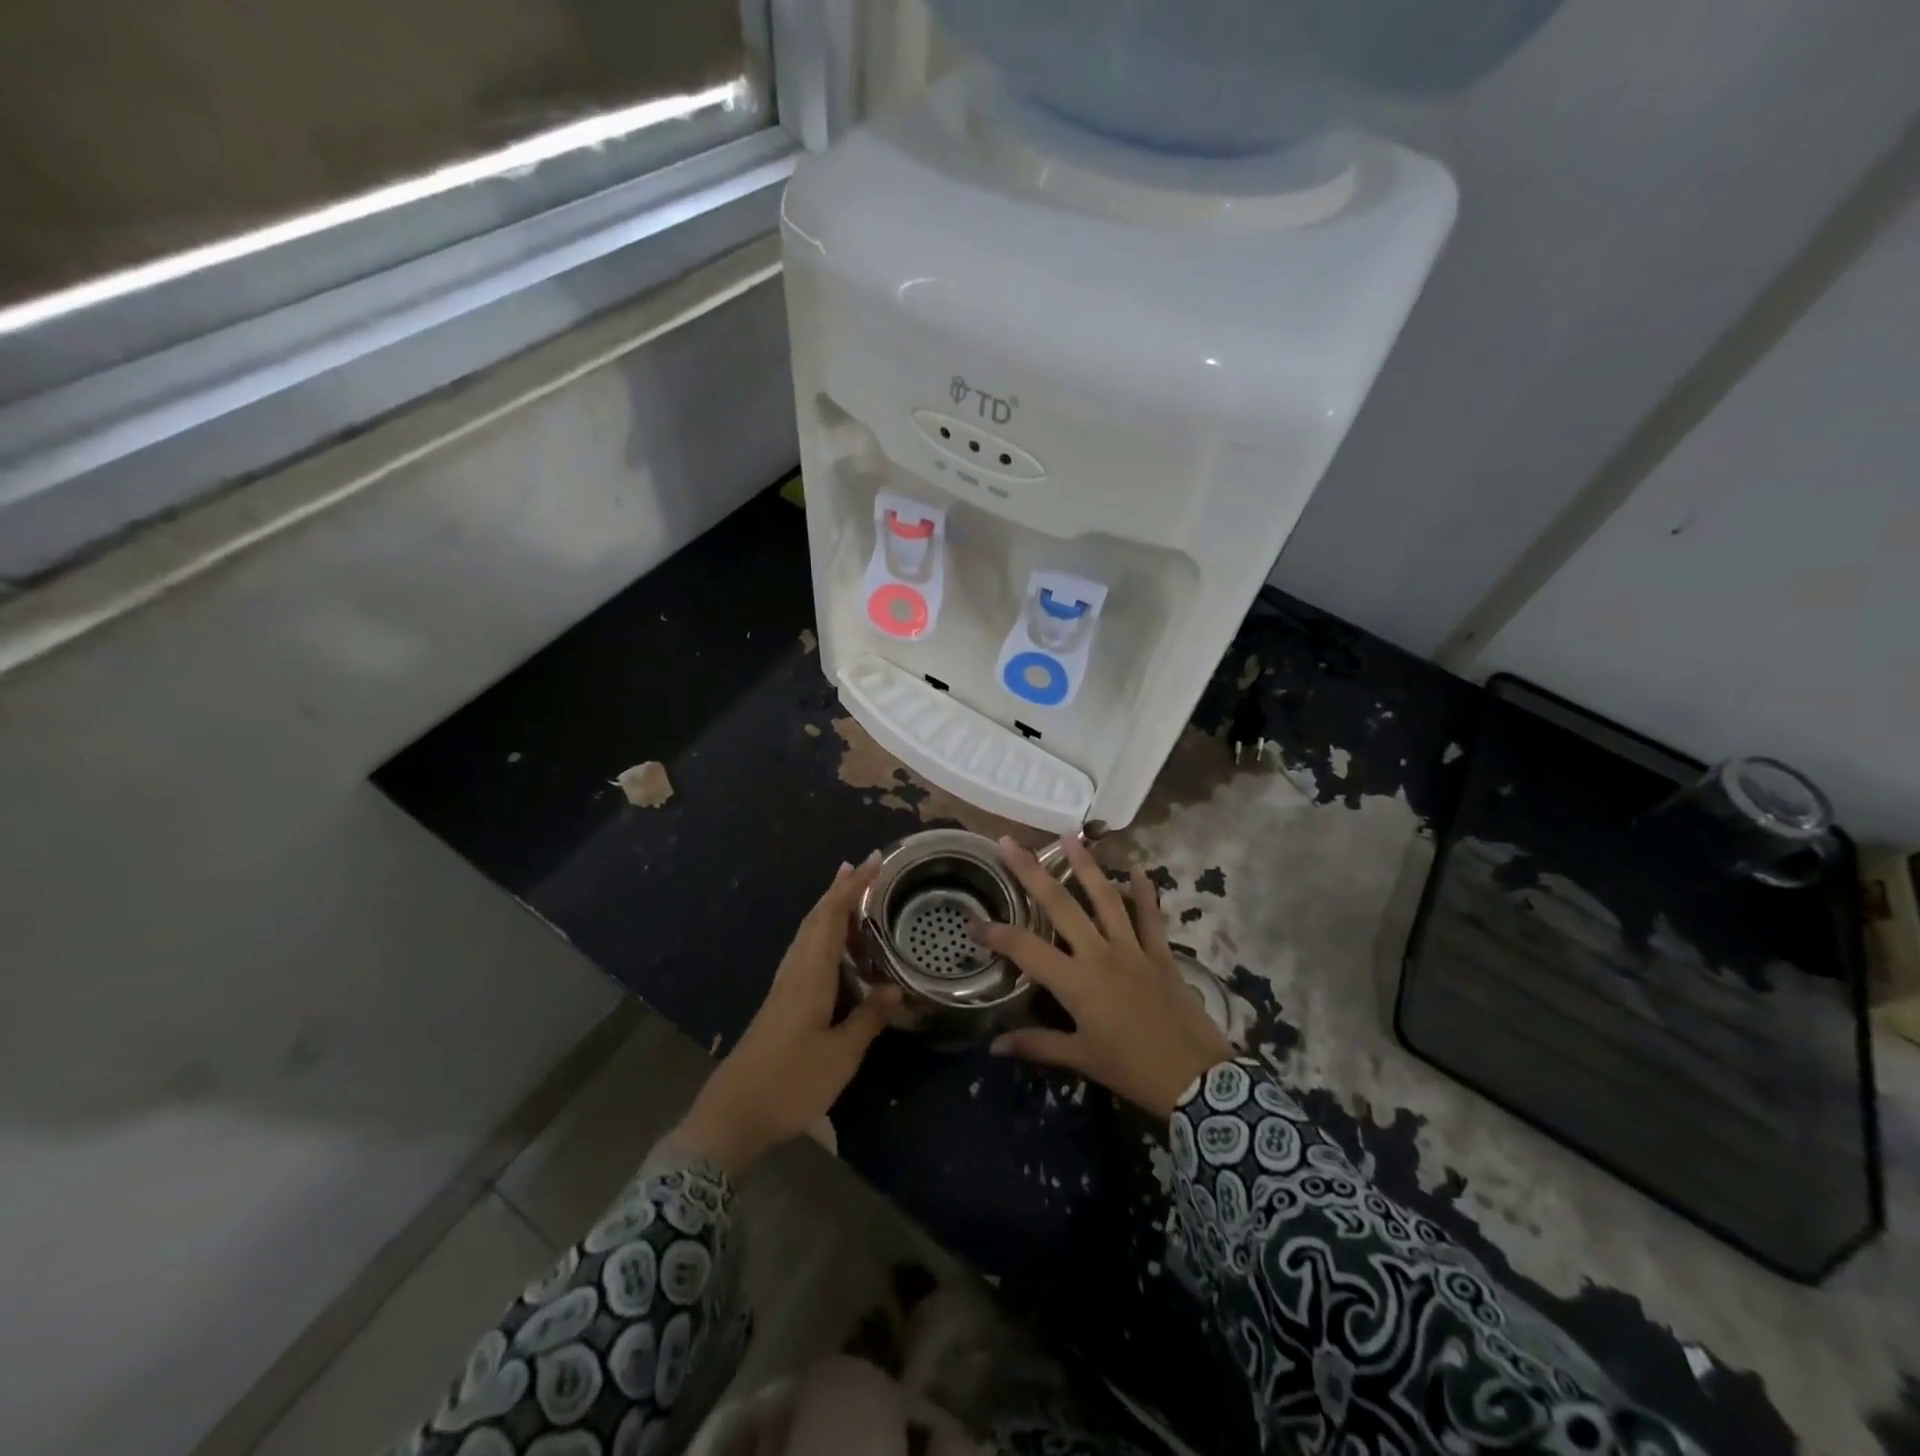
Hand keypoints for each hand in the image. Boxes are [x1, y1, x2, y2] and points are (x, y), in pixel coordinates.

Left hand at [671, 855, 900, 1173]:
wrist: (733, 1115)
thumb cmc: (790, 1083)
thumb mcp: (840, 1055)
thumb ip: (868, 1018)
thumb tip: (896, 988)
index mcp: (810, 976)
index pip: (832, 917)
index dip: (852, 887)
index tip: (873, 860)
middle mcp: (794, 972)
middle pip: (815, 919)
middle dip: (838, 890)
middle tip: (861, 867)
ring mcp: (783, 987)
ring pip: (807, 934)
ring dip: (828, 909)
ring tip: (849, 895)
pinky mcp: (779, 1003)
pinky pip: (804, 953)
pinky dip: (821, 935)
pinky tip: (832, 948)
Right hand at [976, 836, 1234, 1120]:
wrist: (1197, 1080)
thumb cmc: (1132, 1070)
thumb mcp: (1082, 1060)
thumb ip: (1037, 1045)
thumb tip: (995, 1046)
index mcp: (1076, 982)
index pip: (1025, 948)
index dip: (996, 933)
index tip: (972, 920)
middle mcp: (1100, 954)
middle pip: (1060, 904)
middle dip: (1031, 872)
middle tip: (1009, 842)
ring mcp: (1133, 949)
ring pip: (1104, 898)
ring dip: (1085, 864)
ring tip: (1068, 836)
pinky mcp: (1161, 953)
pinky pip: (1150, 917)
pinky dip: (1144, 892)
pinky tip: (1137, 868)